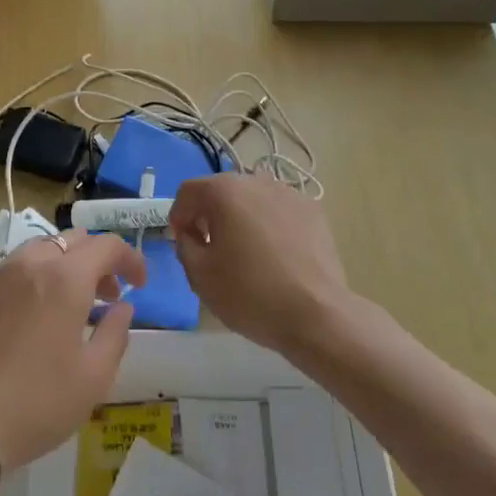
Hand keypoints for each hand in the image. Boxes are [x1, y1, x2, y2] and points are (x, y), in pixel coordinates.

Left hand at [0, 230, 147, 475]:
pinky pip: (17, 267)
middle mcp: (33, 263)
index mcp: (66, 278)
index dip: (130, 258)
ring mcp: (1, 274)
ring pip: (43, 248)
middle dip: (99, 259)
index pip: (107, 245)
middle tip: (108, 295)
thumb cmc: (38, 403)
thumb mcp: (94, 377)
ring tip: (73, 302)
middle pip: (75, 239)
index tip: (140, 284)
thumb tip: (122, 308)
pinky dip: (38, 276)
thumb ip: (115, 333)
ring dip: (67, 264)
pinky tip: (37, 313)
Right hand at [168, 174, 349, 357]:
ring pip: (252, 199)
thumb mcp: (199, 275)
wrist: (317, 314)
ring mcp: (289, 193)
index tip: (182, 243)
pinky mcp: (313, 210)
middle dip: (210, 215)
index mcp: (224, 191)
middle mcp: (256, 181)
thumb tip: (192, 233)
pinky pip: (279, 211)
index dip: (178, 216)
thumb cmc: (250, 294)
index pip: (188, 191)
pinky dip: (269, 225)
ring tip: (246, 253)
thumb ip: (185, 245)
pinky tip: (275, 256)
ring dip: (240, 218)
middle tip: (210, 248)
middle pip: (221, 191)